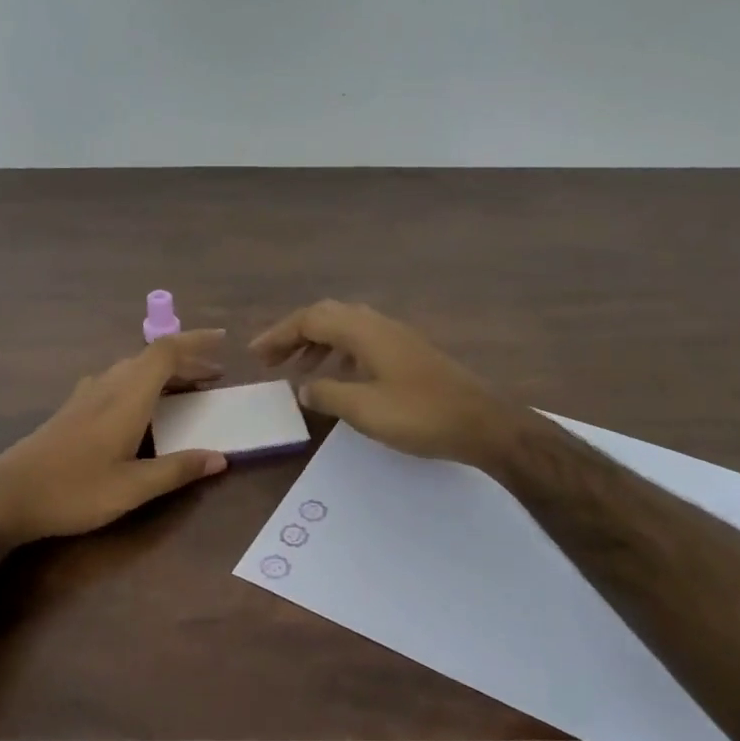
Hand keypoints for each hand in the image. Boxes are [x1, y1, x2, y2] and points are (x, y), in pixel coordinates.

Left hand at [0, 329, 230, 543]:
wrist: (6, 497)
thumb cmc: (72, 491)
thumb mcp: (132, 488)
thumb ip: (177, 469)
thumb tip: (220, 457)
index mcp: (126, 397)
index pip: (165, 352)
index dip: (196, 341)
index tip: (224, 340)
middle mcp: (107, 386)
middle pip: (151, 358)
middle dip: (187, 361)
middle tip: (215, 376)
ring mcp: (87, 395)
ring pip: (133, 369)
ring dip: (164, 372)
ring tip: (189, 390)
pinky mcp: (74, 408)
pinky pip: (118, 380)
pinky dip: (143, 383)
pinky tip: (144, 407)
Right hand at [250, 301, 516, 468]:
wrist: (483, 424)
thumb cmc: (420, 415)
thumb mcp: (364, 409)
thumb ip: (327, 394)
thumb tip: (303, 388)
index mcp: (364, 332)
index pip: (310, 320)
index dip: (279, 335)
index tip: (256, 355)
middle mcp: (379, 325)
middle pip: (327, 316)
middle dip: (295, 334)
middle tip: (272, 360)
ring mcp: (397, 337)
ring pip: (346, 328)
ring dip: (317, 343)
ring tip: (298, 370)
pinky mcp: (409, 353)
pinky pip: (363, 341)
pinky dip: (340, 353)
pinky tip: (339, 376)